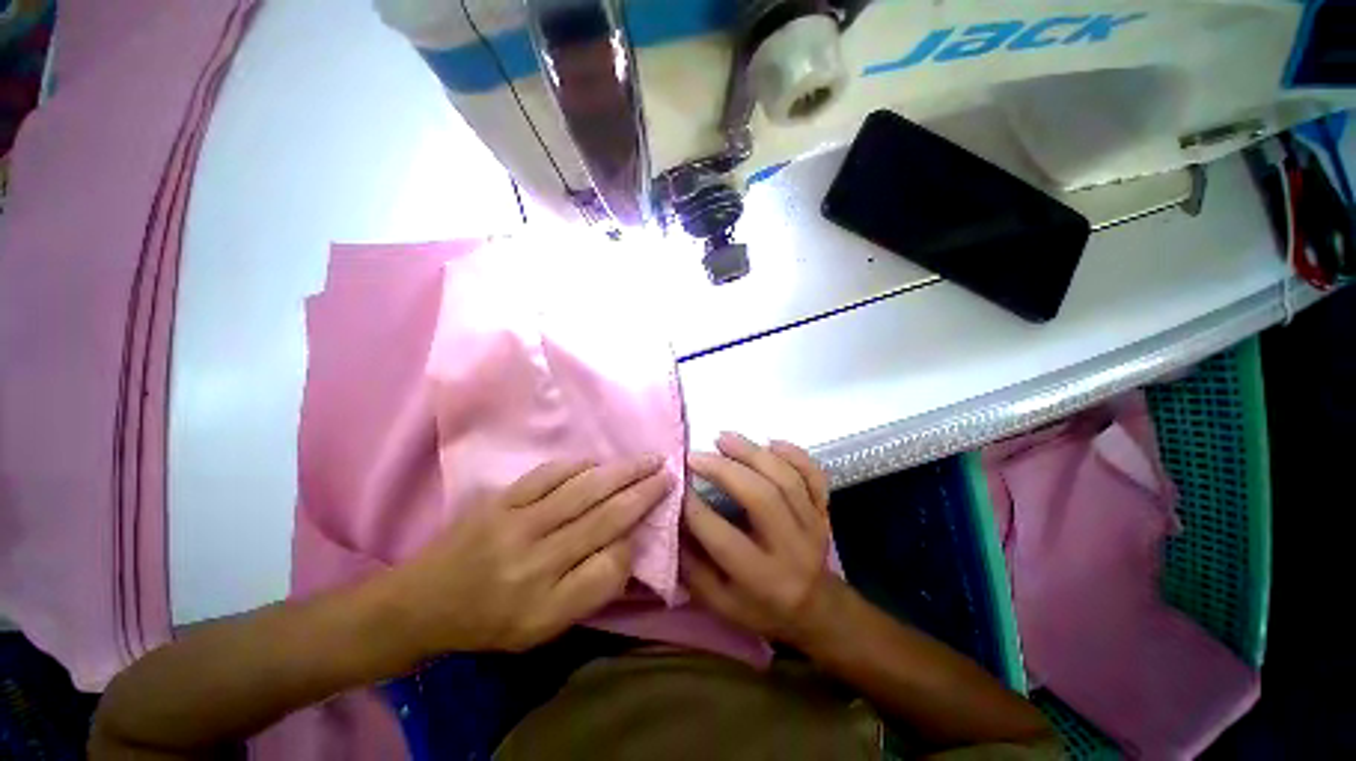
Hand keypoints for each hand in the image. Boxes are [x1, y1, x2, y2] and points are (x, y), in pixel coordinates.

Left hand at [378, 456, 672, 654]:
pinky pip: (549, 475)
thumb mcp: (543, 629)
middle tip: (668, 472)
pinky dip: (580, 465)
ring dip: (622, 471)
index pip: (610, 566)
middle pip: (604, 517)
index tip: (651, 522)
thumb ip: (588, 590)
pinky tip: (599, 462)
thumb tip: (625, 546)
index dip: (635, 541)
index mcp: (546, 603)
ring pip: (584, 489)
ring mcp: (517, 523)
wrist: (424, 601)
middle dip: (643, 492)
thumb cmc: (491, 621)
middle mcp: (536, 561)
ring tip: (648, 459)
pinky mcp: (501, 500)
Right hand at [681, 432, 833, 647]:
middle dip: (724, 470)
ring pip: (785, 479)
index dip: (694, 509)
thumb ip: (693, 566)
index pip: (722, 539)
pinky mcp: (824, 509)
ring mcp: (814, 525)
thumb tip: (672, 521)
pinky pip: (813, 474)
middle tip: (696, 455)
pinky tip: (770, 442)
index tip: (676, 485)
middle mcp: (792, 549)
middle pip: (761, 498)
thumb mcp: (720, 603)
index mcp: (762, 579)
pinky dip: (794, 453)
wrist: (817, 609)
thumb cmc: (761, 608)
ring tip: (723, 438)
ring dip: (752, 453)